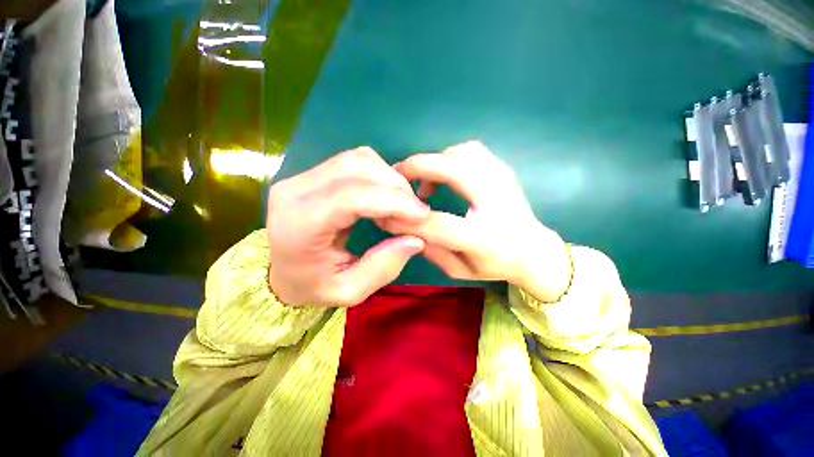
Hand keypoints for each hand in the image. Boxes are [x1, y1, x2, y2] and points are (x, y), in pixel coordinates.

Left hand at [267, 147, 429, 306]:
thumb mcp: (348, 290)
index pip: (352, 196)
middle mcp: (296, 190)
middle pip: (356, 168)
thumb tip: (416, 239)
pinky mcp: (312, 172)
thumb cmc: (312, 285)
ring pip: (357, 158)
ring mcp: (302, 176)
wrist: (281, 270)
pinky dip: (378, 173)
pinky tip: (385, 194)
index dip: (393, 200)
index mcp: (300, 223)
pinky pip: (353, 161)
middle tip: (414, 210)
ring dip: (388, 177)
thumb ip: (383, 267)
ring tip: (401, 203)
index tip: (422, 214)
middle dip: (395, 186)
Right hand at [381, 141, 570, 301]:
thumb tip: (404, 227)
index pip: (436, 223)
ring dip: (434, 162)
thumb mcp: (459, 270)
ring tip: (423, 183)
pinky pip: (471, 151)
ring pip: (461, 153)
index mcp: (484, 238)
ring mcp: (503, 180)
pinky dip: (449, 158)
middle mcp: (496, 203)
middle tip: (396, 178)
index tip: (384, 217)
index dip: (406, 218)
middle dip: (417, 167)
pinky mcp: (502, 170)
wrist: (534, 250)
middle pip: (452, 170)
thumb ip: (431, 250)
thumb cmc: (495, 265)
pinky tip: (444, 176)